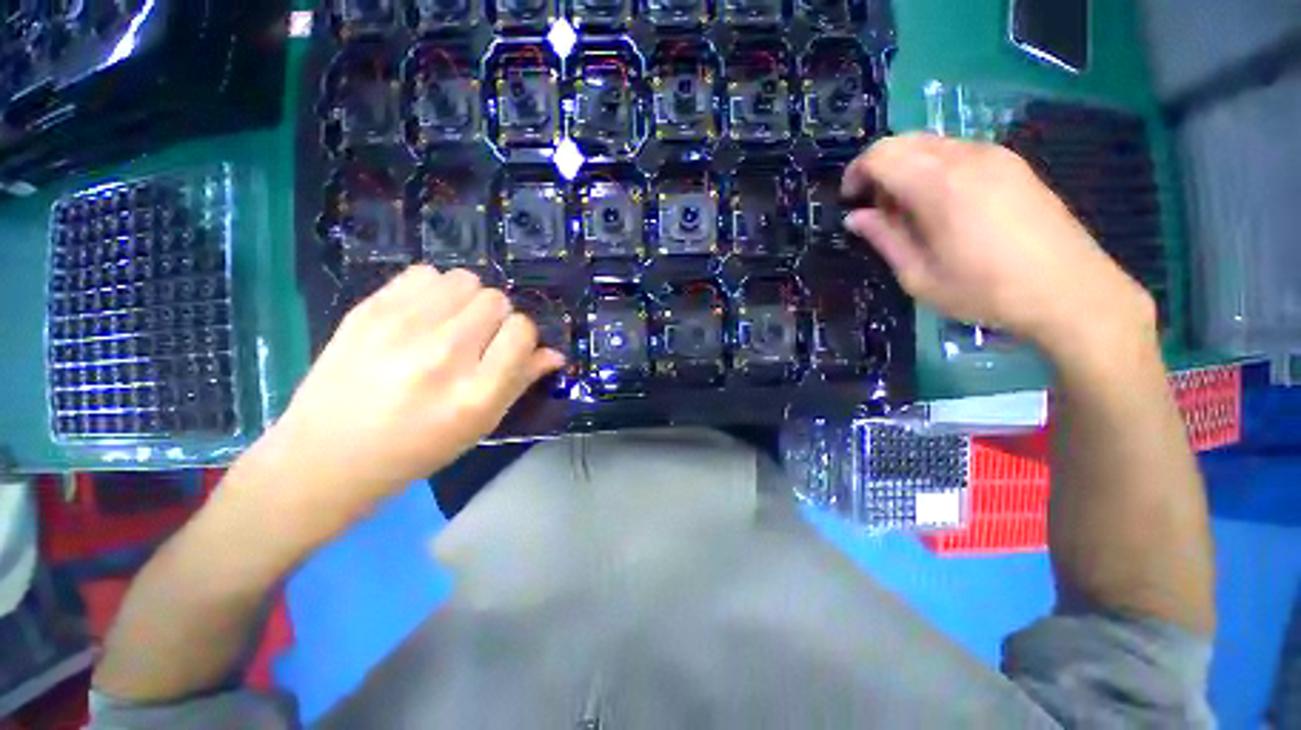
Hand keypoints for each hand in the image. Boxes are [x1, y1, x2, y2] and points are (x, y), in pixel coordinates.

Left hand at [237, 266, 563, 534]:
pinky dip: (434, 290)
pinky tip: (423, 314)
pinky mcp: (368, 311)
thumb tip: (554, 354)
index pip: (522, 331)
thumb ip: (521, 382)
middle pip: (496, 300)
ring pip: (465, 281)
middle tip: (477, 339)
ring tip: (450, 324)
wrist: (327, 455)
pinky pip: (424, 274)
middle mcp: (444, 355)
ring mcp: (401, 329)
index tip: (509, 348)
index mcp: (476, 392)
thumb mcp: (480, 425)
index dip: (522, 337)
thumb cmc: (417, 448)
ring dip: (467, 300)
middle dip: (496, 318)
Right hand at [841, 134, 1155, 361]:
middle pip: (905, 141)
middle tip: (875, 209)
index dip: (856, 173)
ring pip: (932, 144)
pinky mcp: (1014, 165)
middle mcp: (966, 156)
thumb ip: (884, 239)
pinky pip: (959, 152)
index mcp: (938, 184)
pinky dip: (934, 169)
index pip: (881, 154)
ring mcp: (995, 156)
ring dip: (907, 168)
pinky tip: (941, 205)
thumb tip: (855, 218)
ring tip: (907, 211)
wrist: (1069, 290)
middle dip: (879, 169)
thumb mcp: (918, 275)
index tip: (850, 201)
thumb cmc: (984, 290)